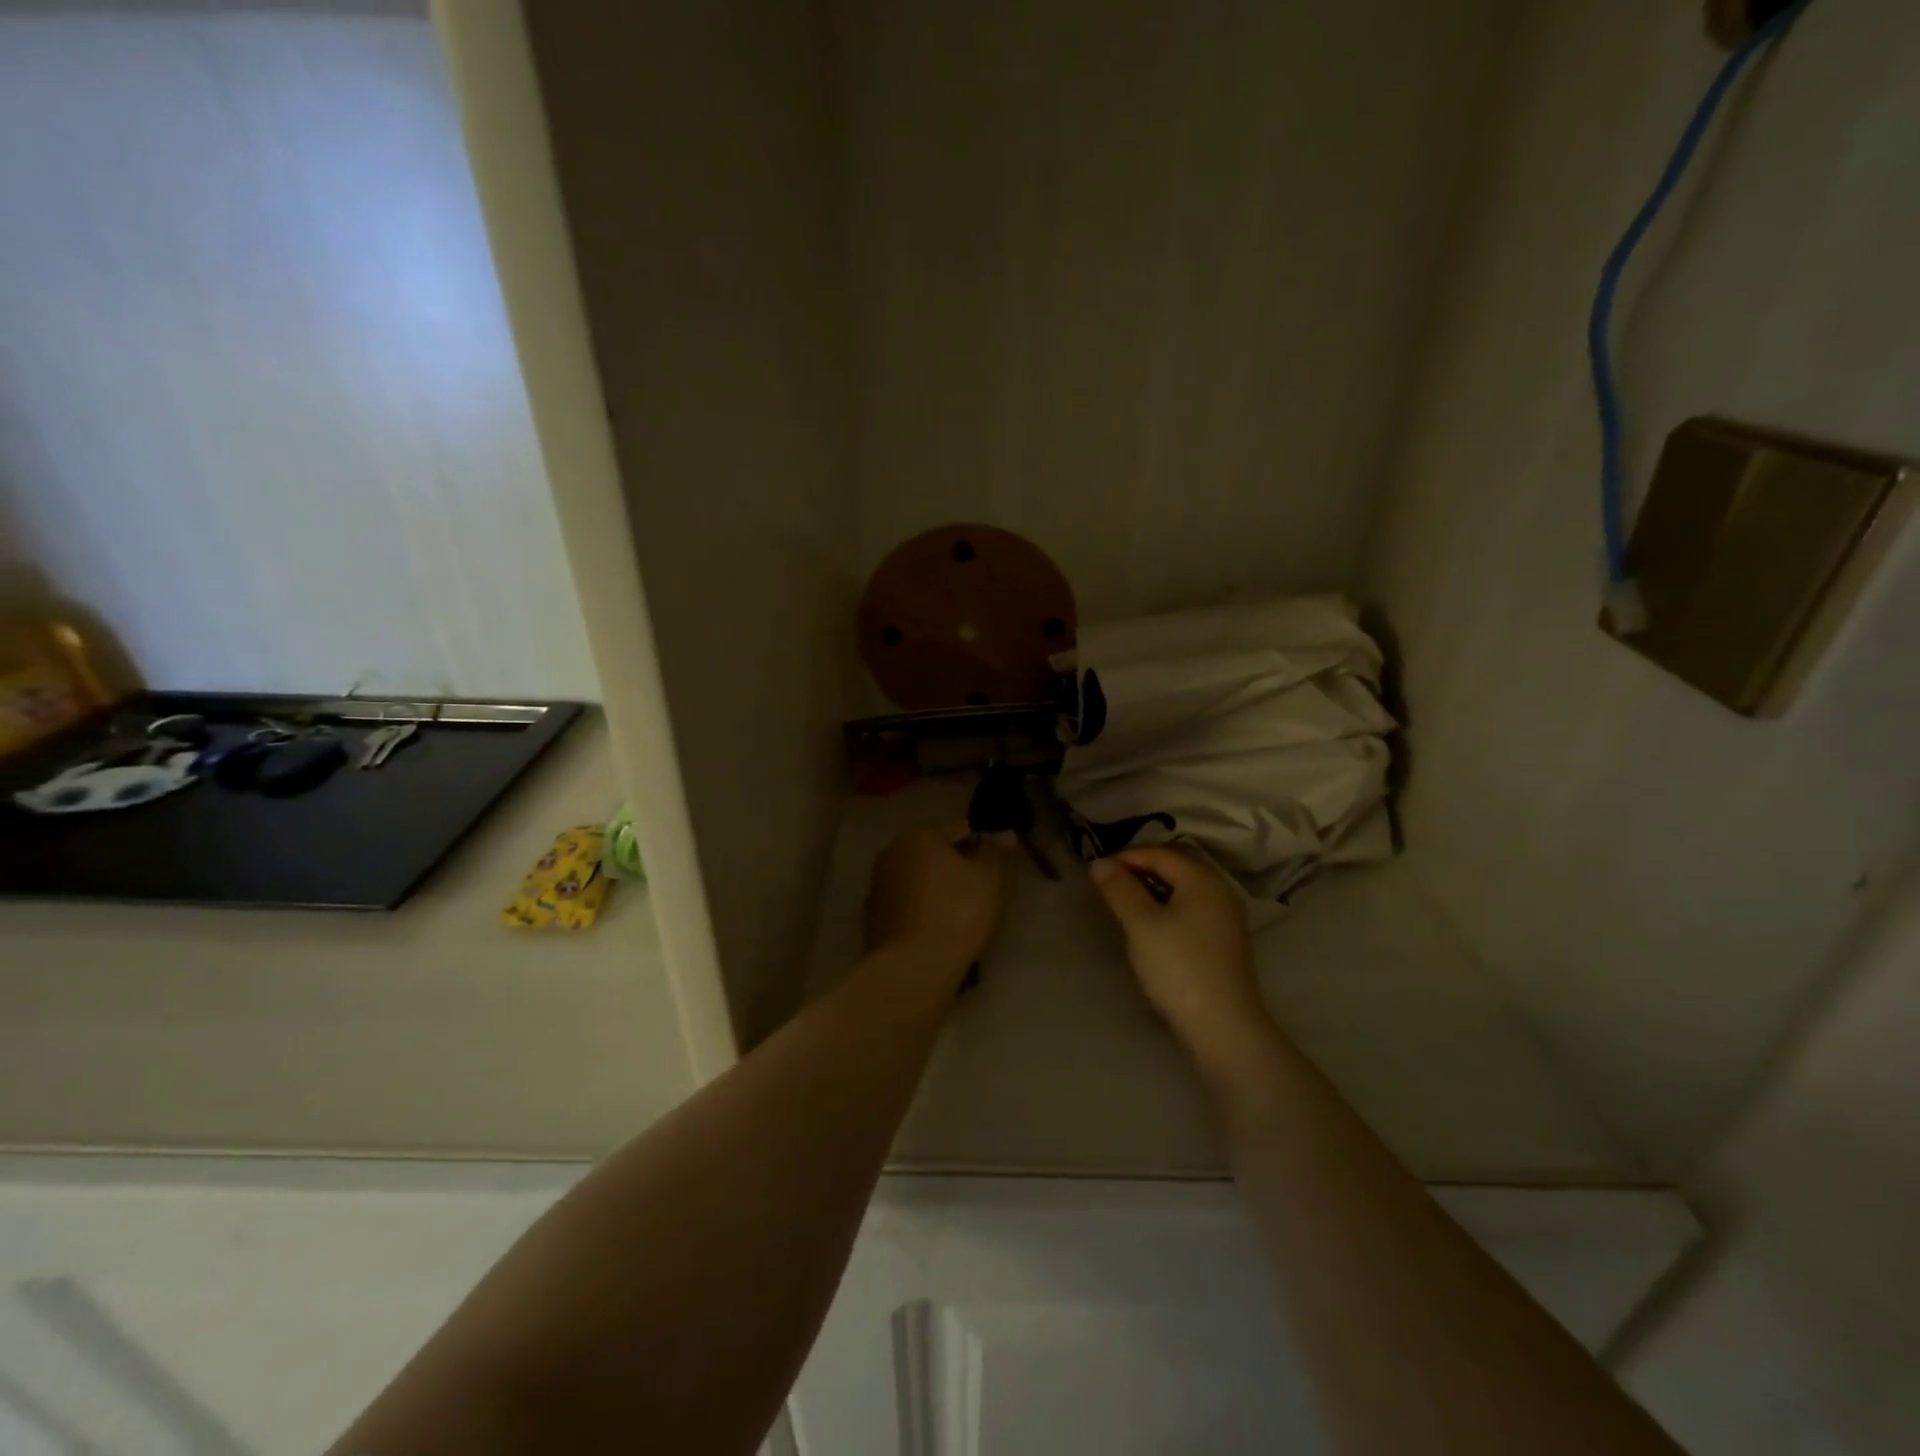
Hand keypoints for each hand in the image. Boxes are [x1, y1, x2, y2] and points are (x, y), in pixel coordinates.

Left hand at [864, 826, 1007, 981]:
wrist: (913, 969)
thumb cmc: (956, 913)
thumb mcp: (988, 879)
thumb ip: (995, 851)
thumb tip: (1003, 833)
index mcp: (918, 836)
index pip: (959, 829)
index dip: (982, 846)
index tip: (996, 870)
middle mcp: (891, 853)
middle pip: (934, 854)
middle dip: (956, 868)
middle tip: (981, 895)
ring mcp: (877, 886)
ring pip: (918, 881)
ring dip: (937, 890)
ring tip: (960, 918)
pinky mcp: (872, 918)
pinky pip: (906, 907)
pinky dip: (921, 913)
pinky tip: (936, 933)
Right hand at [1089, 845, 1270, 1062]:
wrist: (1223, 1027)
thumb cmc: (1178, 968)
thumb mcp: (1141, 924)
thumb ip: (1119, 888)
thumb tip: (1100, 863)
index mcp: (1202, 878)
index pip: (1159, 852)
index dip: (1126, 856)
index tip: (1096, 871)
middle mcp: (1220, 889)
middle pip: (1176, 863)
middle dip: (1142, 866)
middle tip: (1111, 881)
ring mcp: (1226, 915)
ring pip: (1185, 885)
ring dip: (1155, 885)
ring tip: (1126, 900)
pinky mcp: (1225, 938)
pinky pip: (1192, 905)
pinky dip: (1169, 902)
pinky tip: (1152, 922)